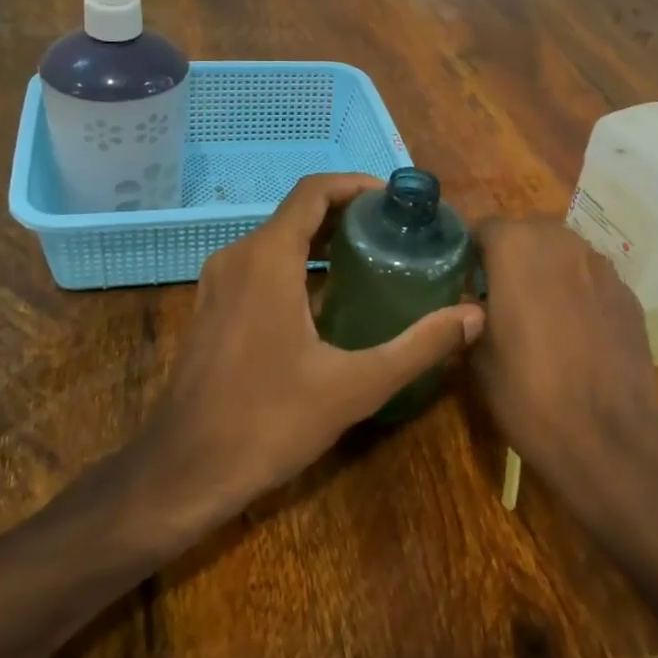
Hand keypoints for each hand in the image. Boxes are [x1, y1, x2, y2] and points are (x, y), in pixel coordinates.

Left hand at [142, 173, 484, 519]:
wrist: (183, 472)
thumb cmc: (268, 422)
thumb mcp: (354, 386)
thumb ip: (418, 347)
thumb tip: (474, 316)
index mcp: (267, 258)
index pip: (313, 191)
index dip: (355, 185)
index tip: (394, 201)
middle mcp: (237, 256)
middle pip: (297, 213)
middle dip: (346, 215)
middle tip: (394, 234)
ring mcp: (218, 282)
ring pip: (276, 240)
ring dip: (321, 241)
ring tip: (370, 261)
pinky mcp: (210, 307)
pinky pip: (259, 266)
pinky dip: (296, 265)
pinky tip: (326, 300)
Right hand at [470, 218, 657, 482]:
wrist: (607, 435)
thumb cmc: (527, 390)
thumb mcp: (476, 356)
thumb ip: (469, 316)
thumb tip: (472, 307)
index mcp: (516, 247)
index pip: (483, 228)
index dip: (470, 254)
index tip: (464, 283)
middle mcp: (561, 241)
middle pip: (527, 235)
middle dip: (512, 258)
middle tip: (498, 298)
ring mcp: (601, 265)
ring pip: (563, 255)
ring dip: (547, 273)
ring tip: (539, 316)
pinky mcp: (628, 294)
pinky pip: (592, 281)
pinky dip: (579, 295)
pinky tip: (576, 334)